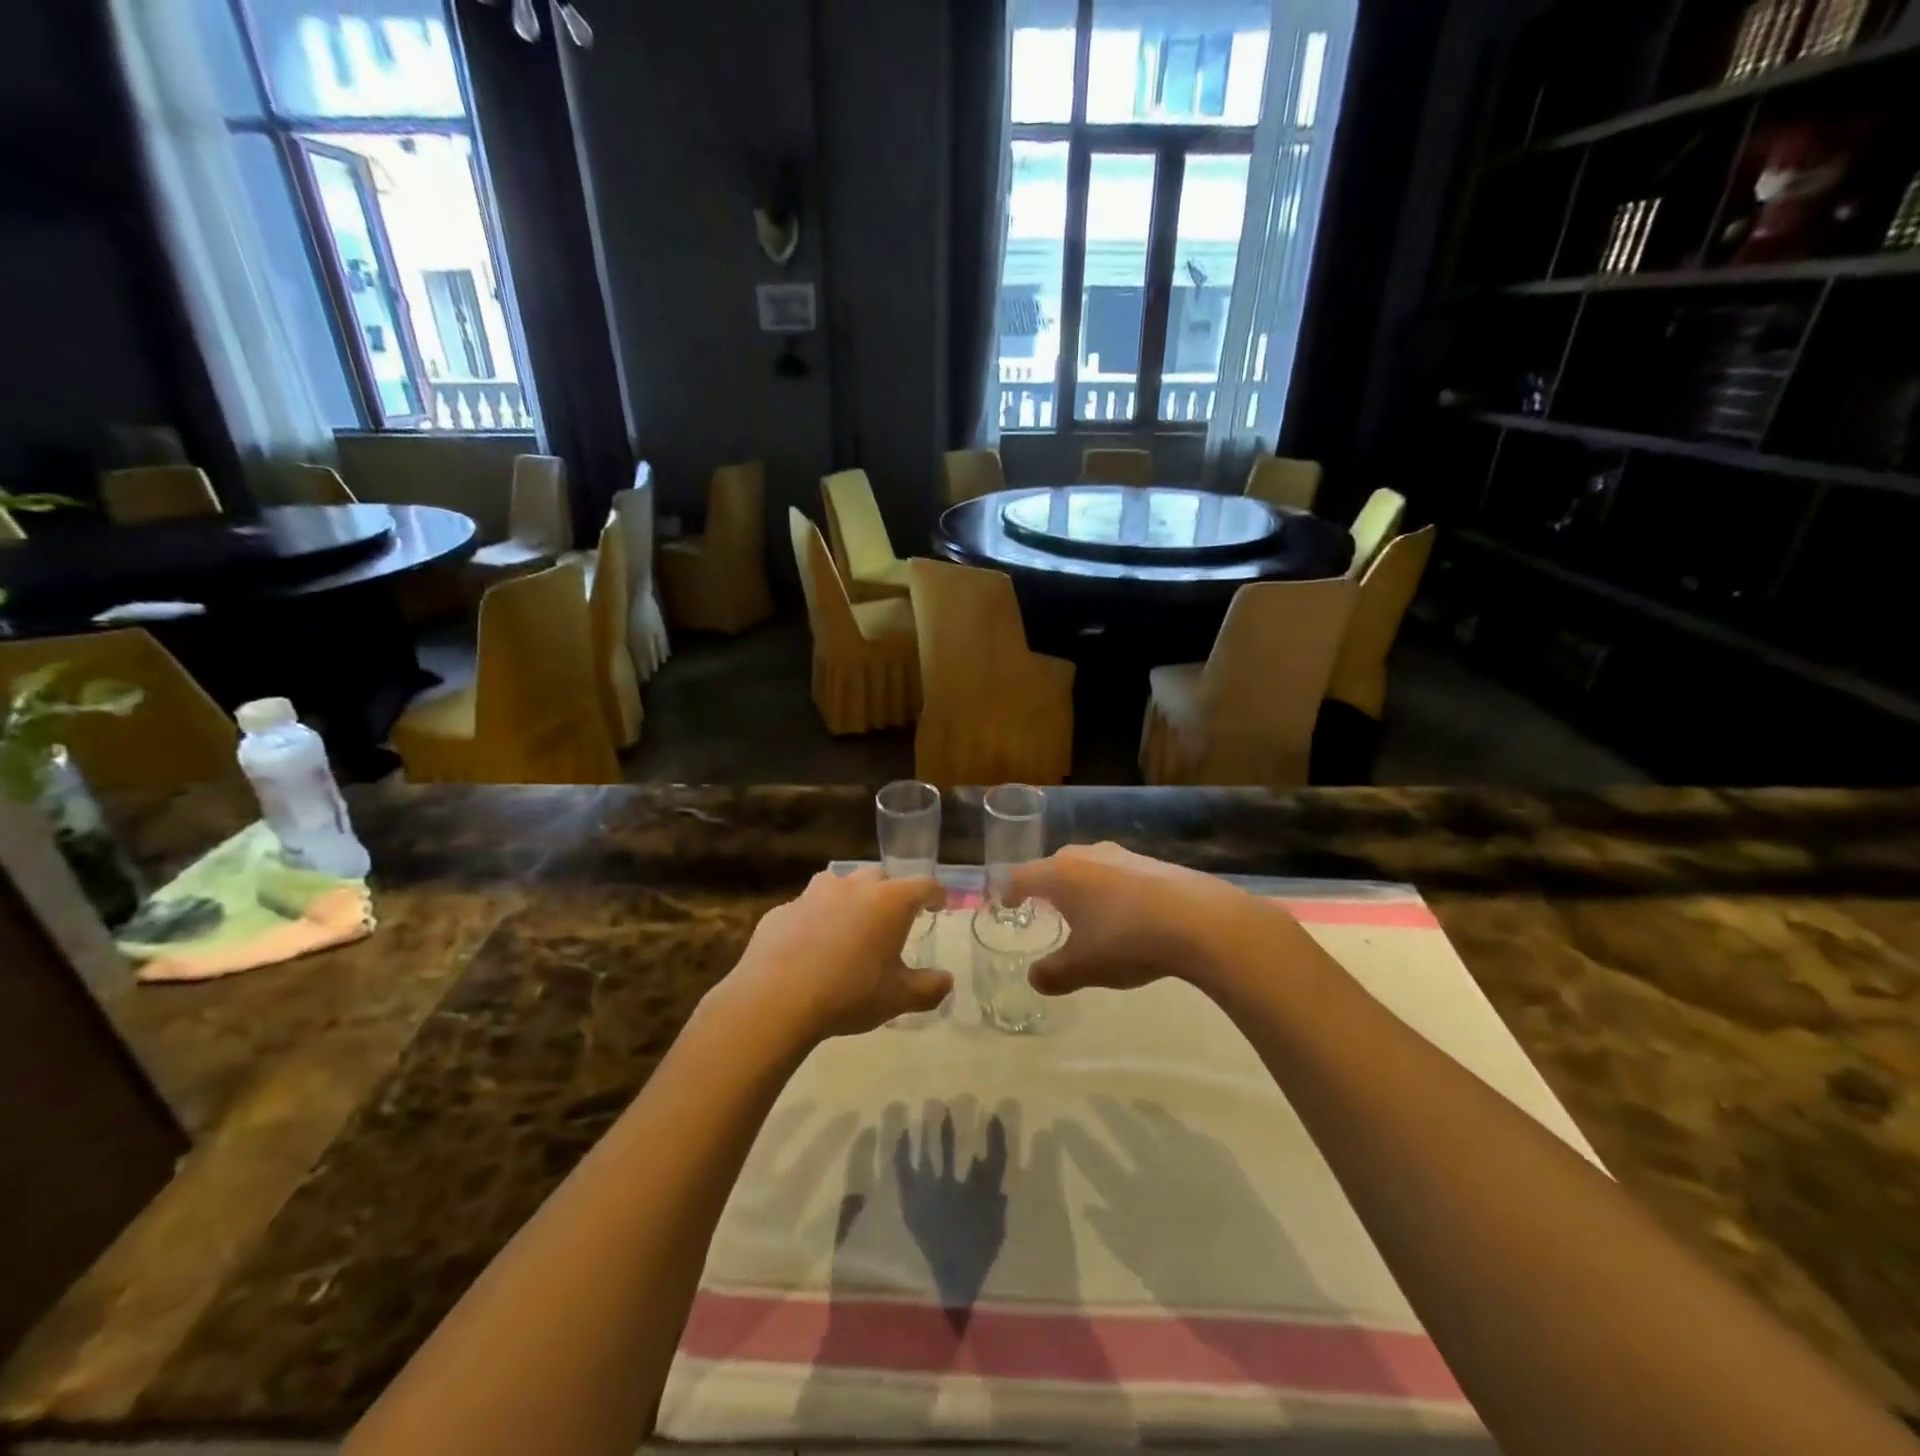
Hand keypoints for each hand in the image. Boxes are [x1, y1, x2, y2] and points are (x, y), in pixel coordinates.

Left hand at [723, 867, 949, 1041]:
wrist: (776, 999)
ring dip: (849, 898)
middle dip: (889, 893)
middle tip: (891, 920)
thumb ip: (928, 988)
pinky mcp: (782, 910)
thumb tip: (947, 981)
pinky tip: (809, 947)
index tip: (937, 906)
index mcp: (889, 902)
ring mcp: (814, 894)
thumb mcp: (897, 998)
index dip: (934, 894)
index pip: (923, 885)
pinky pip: (805, 908)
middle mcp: (854, 887)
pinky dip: (814, 920)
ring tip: (849, 925)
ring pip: (839, 883)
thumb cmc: (849, 993)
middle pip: (879, 877)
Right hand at [1007, 842, 1301, 995]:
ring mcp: (1122, 855)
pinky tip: (1126, 915)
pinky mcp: (1153, 863)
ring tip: (1085, 913)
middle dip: (1045, 887)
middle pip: (1054, 866)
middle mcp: (1086, 856)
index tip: (1005, 904)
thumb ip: (1053, 974)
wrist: (1200, 920)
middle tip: (1043, 910)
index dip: (1009, 892)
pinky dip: (1111, 891)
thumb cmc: (1126, 940)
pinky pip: (1118, 874)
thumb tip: (1035, 978)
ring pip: (1088, 867)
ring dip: (1081, 887)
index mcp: (1060, 875)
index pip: (1021, 877)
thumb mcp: (1083, 967)